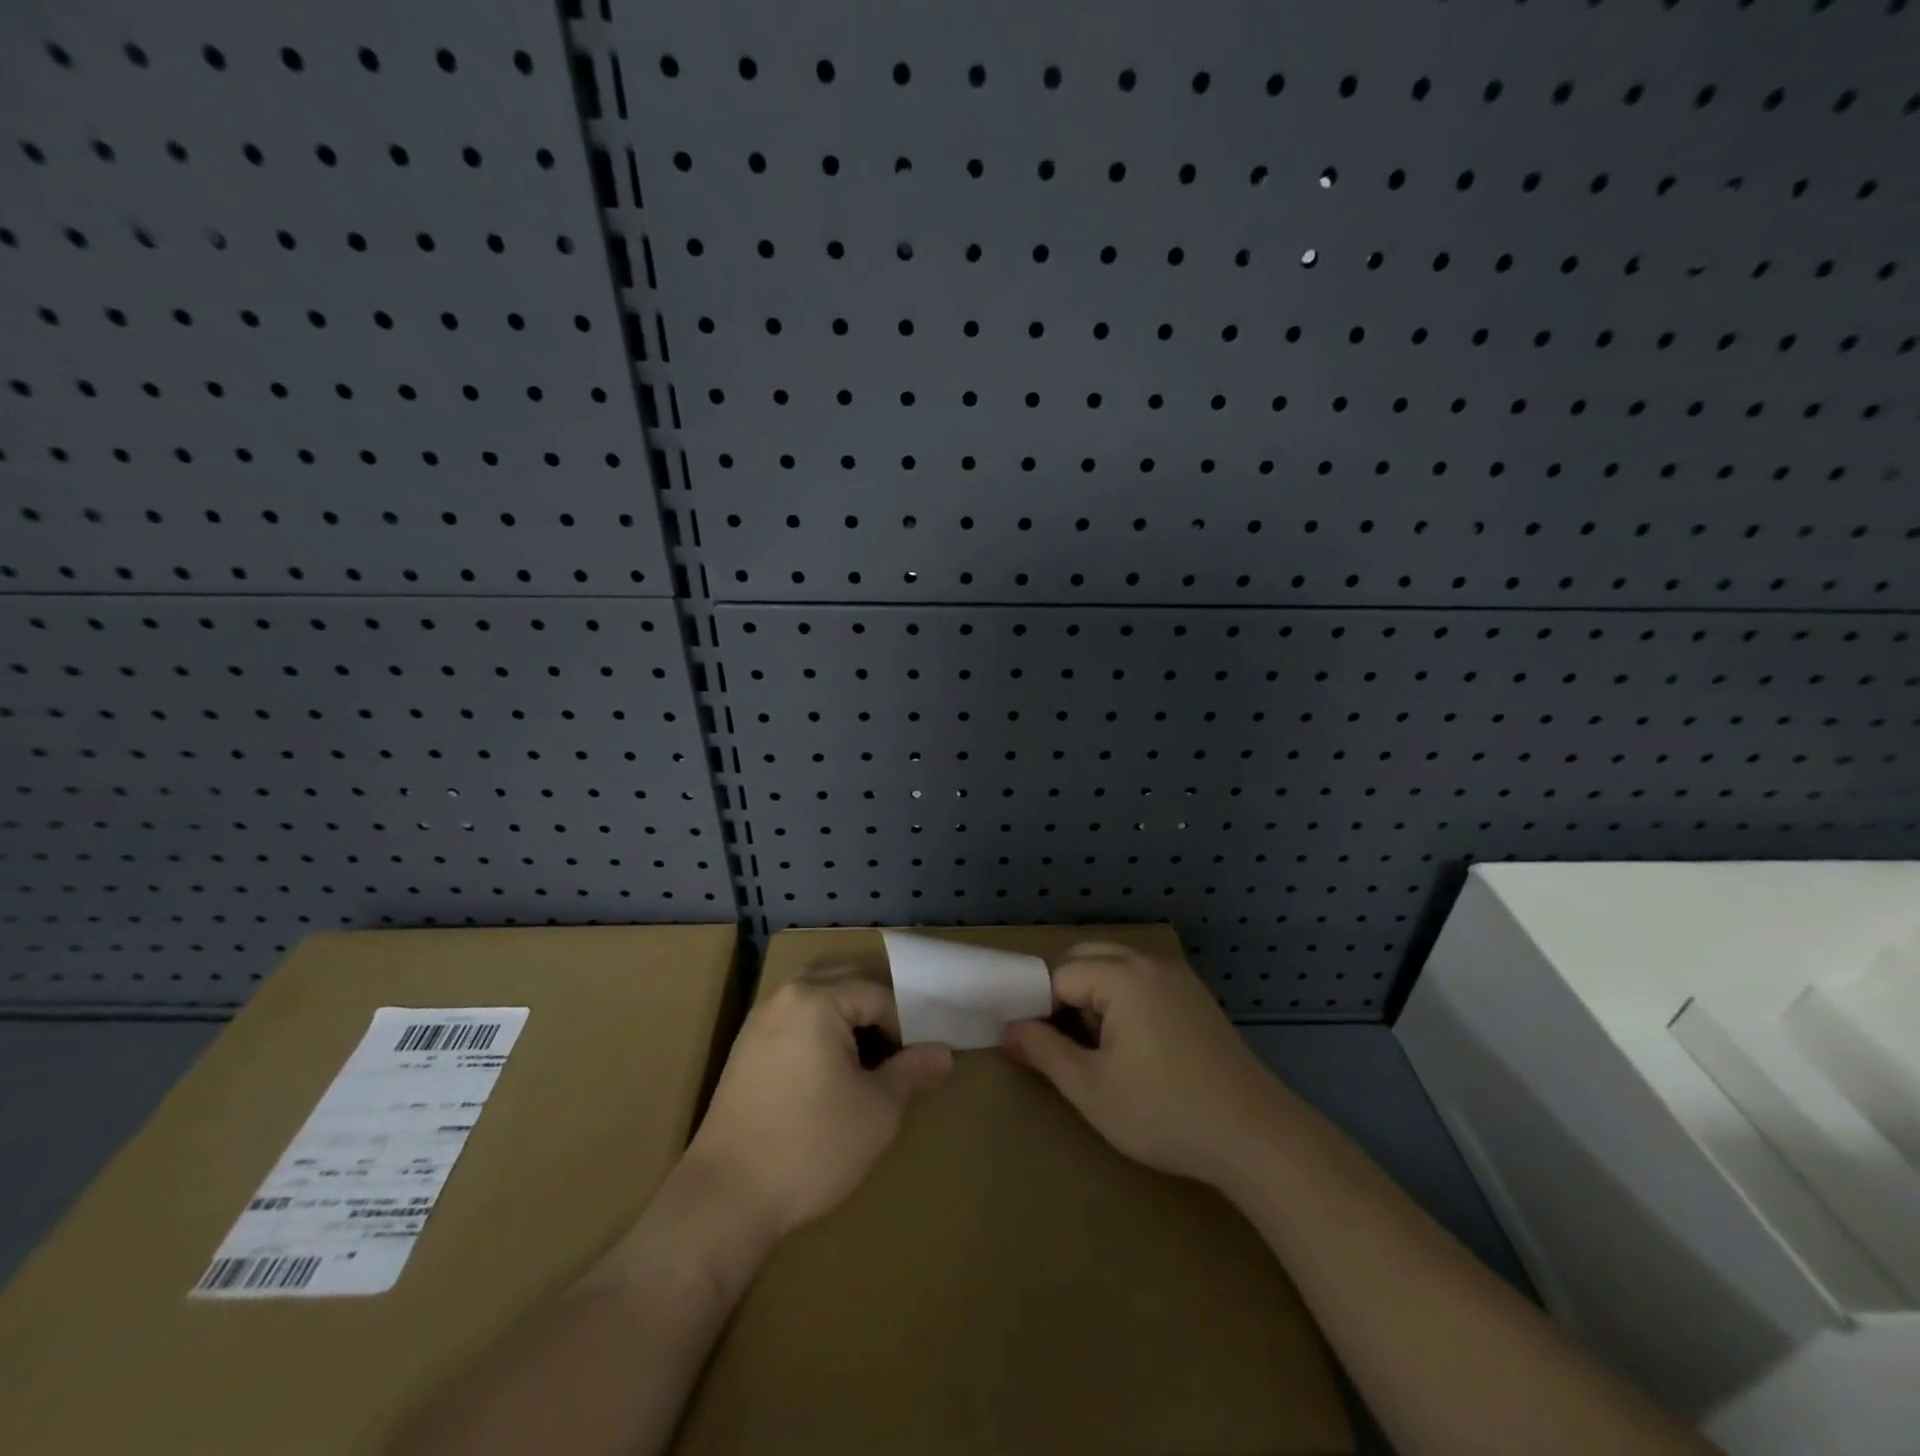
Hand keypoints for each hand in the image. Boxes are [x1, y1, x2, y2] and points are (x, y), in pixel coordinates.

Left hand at [683, 972, 951, 1243]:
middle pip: (846, 982)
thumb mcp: (878, 1110)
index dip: (905, 1027)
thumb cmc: (811, 1146)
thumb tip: (944, 1052)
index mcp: (817, 998)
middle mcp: (785, 996)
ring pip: (818, 998)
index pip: (879, 995)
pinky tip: (829, 1074)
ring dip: (848, 1019)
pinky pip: (795, 1019)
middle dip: (877, 1012)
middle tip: (898, 1053)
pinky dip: (820, 1032)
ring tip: (867, 1061)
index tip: (915, 1064)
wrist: (725, 1199)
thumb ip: (914, 1071)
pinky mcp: (745, 1049)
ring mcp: (759, 1020)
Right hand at [1001, 942, 1284, 1187]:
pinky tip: (1131, 1048)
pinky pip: (1142, 982)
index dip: (1038, 1007)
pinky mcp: (1195, 998)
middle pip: (1087, 958)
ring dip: (1093, 997)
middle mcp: (1150, 963)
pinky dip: (1123, 1001)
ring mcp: (1178, 978)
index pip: (1059, 974)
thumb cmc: (1165, 1112)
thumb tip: (1008, 1030)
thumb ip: (1043, 1052)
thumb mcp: (1092, 1089)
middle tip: (1058, 1043)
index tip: (1031, 1044)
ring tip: (1094, 1049)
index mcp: (1122, 975)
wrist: (1257, 1137)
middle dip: (1063, 993)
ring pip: (1115, 968)